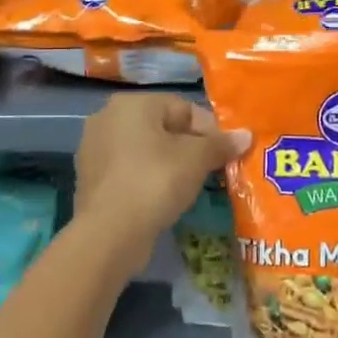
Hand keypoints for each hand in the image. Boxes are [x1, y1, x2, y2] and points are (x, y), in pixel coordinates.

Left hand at [75, 94, 249, 239]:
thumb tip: (246, 135)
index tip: (227, 153)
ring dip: (170, 163)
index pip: (183, 108)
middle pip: (163, 127)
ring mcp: (94, 148)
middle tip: (212, 170)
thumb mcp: (196, 160)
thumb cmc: (156, 182)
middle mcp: (107, 117)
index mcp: (132, 103)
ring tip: (191, 186)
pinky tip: (163, 198)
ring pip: (146, 150)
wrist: (109, 234)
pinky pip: (130, 170)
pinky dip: (148, 179)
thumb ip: (221, 144)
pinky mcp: (91, 177)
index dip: (211, 130)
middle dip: (190, 147)